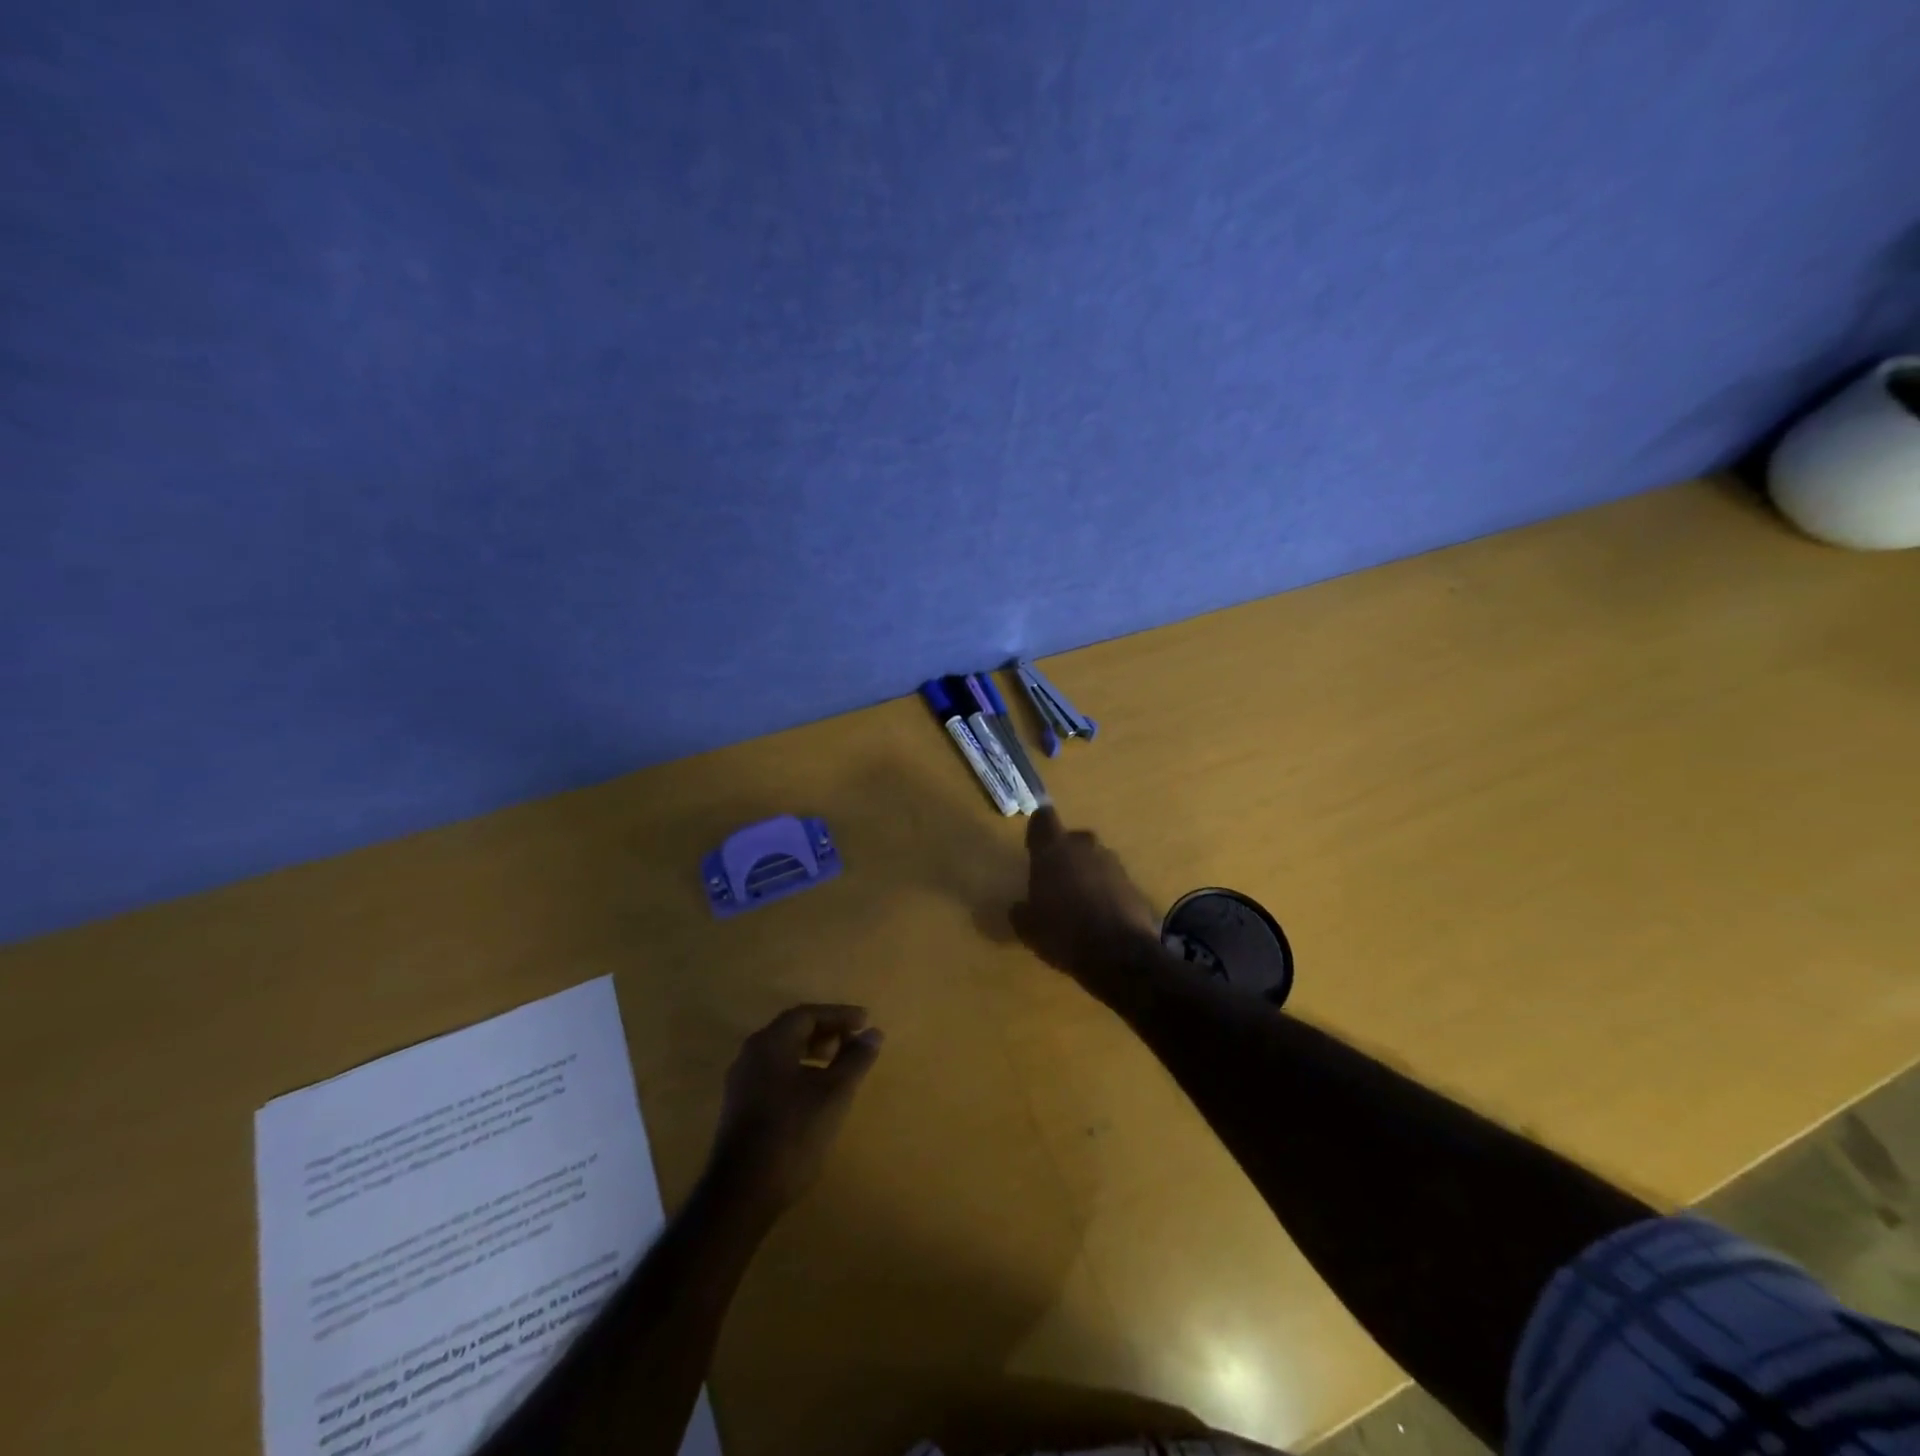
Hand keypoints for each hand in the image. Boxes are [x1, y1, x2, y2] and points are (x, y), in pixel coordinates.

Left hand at [707, 1005, 883, 1214]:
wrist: (742, 1194)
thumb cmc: (792, 1134)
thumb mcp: (834, 1094)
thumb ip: (855, 1060)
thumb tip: (874, 1033)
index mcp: (770, 1043)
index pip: (807, 1014)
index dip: (839, 1015)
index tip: (865, 1021)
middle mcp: (751, 1054)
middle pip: (792, 1030)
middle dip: (826, 1032)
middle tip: (854, 1042)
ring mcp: (741, 1082)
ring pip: (782, 1053)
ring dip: (812, 1052)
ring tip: (839, 1067)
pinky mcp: (739, 1107)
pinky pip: (774, 1073)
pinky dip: (799, 1071)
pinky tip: (815, 1093)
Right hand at [1009, 808, 1163, 1004]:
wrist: (1119, 954)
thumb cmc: (1062, 932)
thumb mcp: (1027, 928)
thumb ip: (1021, 911)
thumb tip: (1019, 907)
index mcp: (1053, 849)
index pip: (1043, 818)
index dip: (1038, 830)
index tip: (1034, 847)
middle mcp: (1084, 847)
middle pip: (1072, 839)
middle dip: (1064, 855)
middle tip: (1055, 881)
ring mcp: (1112, 863)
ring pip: (1094, 859)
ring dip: (1086, 873)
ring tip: (1079, 903)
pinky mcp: (1133, 884)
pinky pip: (1112, 880)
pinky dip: (1105, 892)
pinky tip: (1100, 917)